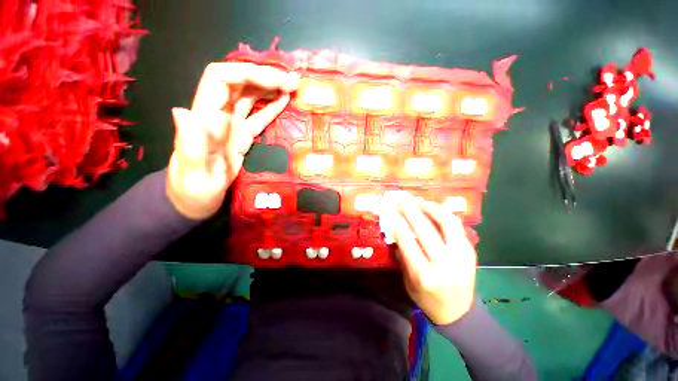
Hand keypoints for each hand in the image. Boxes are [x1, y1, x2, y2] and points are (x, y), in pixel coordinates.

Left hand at [167, 63, 299, 219]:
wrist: (195, 200)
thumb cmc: (192, 191)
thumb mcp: (192, 173)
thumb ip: (190, 145)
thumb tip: (185, 111)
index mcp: (204, 118)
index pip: (221, 79)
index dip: (247, 74)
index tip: (274, 81)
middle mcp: (217, 115)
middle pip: (239, 83)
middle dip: (265, 77)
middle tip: (292, 81)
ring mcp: (231, 126)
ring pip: (250, 97)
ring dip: (270, 88)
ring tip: (292, 87)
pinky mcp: (242, 136)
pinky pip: (257, 116)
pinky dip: (271, 107)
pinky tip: (284, 101)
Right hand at [388, 194, 477, 324]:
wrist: (459, 313)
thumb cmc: (427, 299)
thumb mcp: (408, 281)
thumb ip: (402, 257)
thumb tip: (396, 232)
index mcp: (424, 275)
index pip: (406, 241)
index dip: (396, 222)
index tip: (389, 209)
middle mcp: (443, 264)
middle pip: (424, 230)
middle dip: (410, 211)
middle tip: (401, 199)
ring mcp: (460, 256)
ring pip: (446, 224)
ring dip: (431, 208)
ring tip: (419, 201)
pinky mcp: (470, 251)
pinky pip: (456, 226)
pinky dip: (444, 214)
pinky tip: (434, 208)